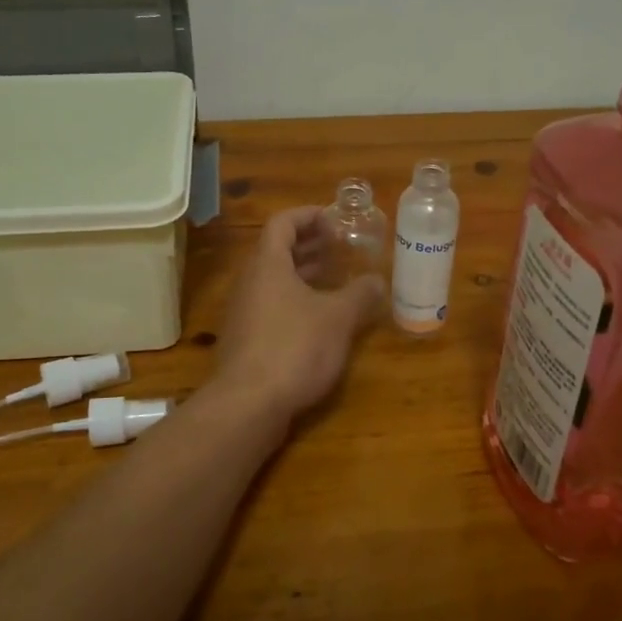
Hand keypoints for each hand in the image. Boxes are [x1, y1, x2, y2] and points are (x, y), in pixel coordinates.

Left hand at [212, 207, 385, 424]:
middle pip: (277, 251)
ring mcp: (244, 312)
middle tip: (341, 248)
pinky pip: (272, 306)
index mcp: (268, 264)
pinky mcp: (246, 340)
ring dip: (304, 275)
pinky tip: (320, 320)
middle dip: (310, 245)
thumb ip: (359, 295)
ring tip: (335, 280)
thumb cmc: (294, 347)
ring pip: (275, 281)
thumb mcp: (337, 318)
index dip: (309, 216)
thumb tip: (377, 280)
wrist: (248, 404)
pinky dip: (296, 301)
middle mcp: (250, 282)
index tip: (336, 221)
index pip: (283, 223)